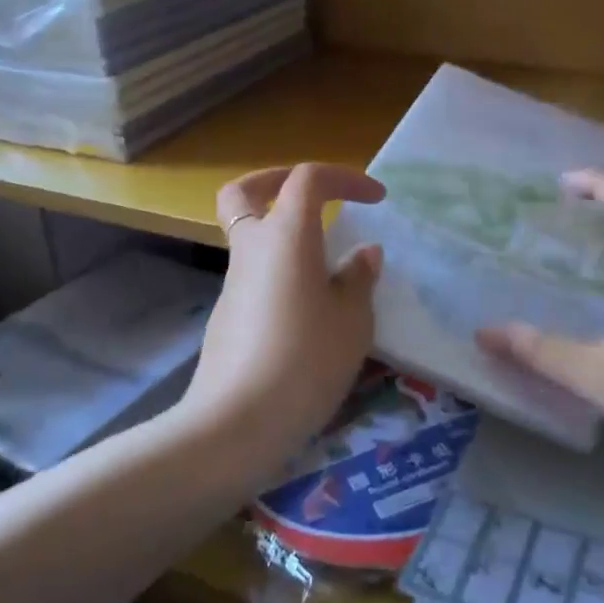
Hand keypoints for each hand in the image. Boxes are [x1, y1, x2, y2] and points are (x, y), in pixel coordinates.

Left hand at [179, 164, 386, 472]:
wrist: (236, 424)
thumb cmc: (306, 360)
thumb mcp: (352, 320)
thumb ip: (359, 278)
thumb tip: (362, 254)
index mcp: (287, 236)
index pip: (308, 179)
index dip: (345, 178)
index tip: (377, 199)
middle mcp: (252, 249)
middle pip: (245, 193)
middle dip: (276, 181)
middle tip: (313, 195)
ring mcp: (233, 283)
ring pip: (249, 237)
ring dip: (283, 236)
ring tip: (329, 270)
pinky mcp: (227, 316)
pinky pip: (255, 276)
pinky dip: (280, 274)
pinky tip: (309, 314)